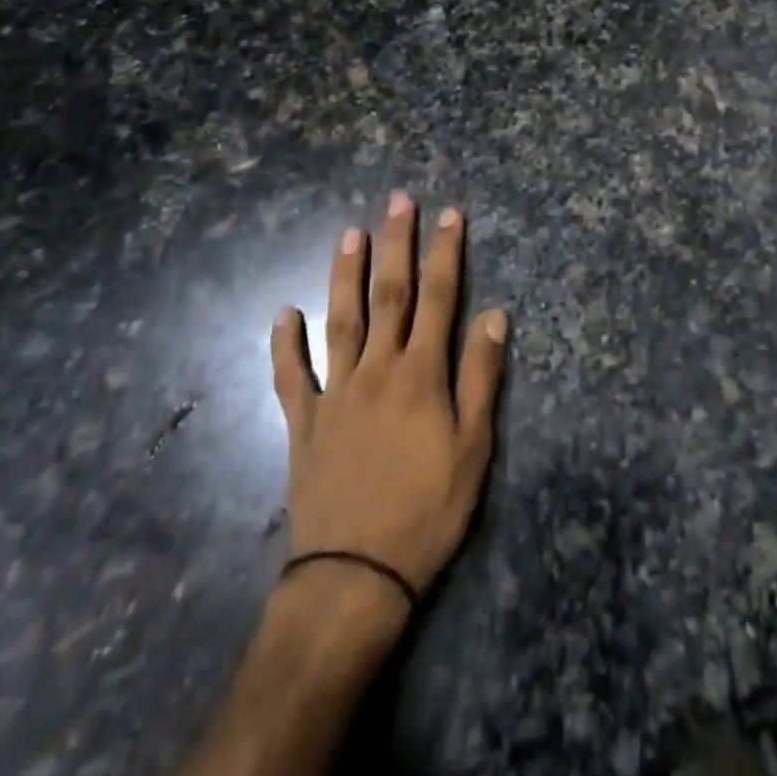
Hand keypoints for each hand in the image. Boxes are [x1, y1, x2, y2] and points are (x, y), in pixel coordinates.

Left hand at [272, 193, 508, 604]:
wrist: (356, 574)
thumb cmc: (427, 510)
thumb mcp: (474, 447)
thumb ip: (481, 376)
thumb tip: (495, 314)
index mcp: (420, 374)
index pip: (439, 298)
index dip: (446, 253)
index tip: (450, 213)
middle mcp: (377, 370)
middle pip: (390, 295)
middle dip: (397, 244)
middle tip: (397, 200)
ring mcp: (335, 393)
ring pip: (341, 321)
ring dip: (345, 275)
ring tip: (349, 233)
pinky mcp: (303, 423)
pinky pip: (290, 377)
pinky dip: (283, 345)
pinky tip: (281, 314)